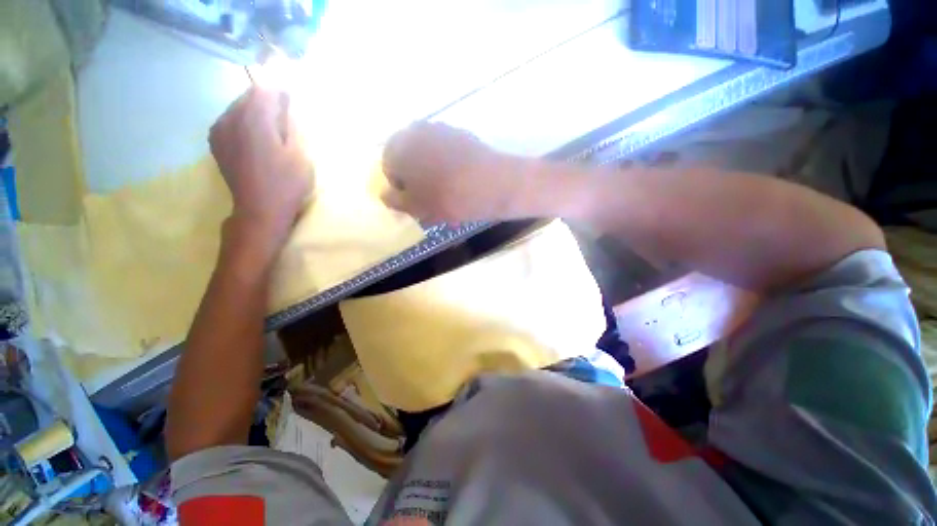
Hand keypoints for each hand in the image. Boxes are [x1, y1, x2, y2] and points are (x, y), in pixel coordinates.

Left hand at [210, 87, 312, 239]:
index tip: (293, 99)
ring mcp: (219, 129)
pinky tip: (256, 136)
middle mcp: (231, 117)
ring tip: (272, 126)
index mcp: (254, 119)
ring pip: (238, 106)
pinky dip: (244, 120)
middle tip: (285, 114)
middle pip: (249, 95)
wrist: (259, 209)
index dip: (280, 91)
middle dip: (267, 99)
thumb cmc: (286, 183)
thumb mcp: (299, 154)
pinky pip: (230, 119)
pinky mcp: (216, 140)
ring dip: (255, 110)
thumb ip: (291, 124)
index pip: (265, 89)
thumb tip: (286, 104)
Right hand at [381, 122, 524, 222]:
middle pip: (409, 159)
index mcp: (398, 148)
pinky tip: (461, 182)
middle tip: (432, 200)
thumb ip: (395, 201)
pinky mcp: (462, 133)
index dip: (402, 189)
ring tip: (449, 193)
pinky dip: (448, 166)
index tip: (417, 203)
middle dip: (417, 180)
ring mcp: (441, 129)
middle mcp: (416, 131)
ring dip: (433, 173)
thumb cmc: (447, 198)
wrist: (492, 184)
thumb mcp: (416, 207)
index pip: (389, 169)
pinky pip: (446, 152)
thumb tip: (386, 194)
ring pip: (428, 155)